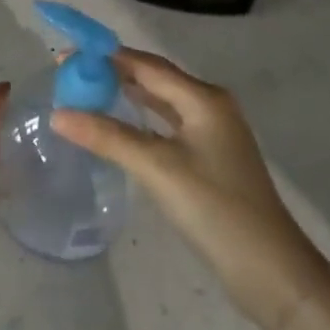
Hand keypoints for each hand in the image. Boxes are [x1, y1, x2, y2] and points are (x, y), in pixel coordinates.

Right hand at [52, 49, 329, 329]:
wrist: (272, 272)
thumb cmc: (216, 210)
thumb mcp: (158, 169)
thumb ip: (107, 137)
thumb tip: (57, 114)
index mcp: (203, 99)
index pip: (146, 65)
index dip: (105, 57)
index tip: (65, 56)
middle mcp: (209, 106)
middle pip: (153, 79)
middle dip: (112, 73)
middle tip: (68, 75)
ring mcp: (211, 134)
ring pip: (160, 102)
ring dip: (124, 95)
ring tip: (85, 93)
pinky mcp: (209, 159)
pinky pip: (166, 125)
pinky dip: (139, 120)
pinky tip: (117, 126)